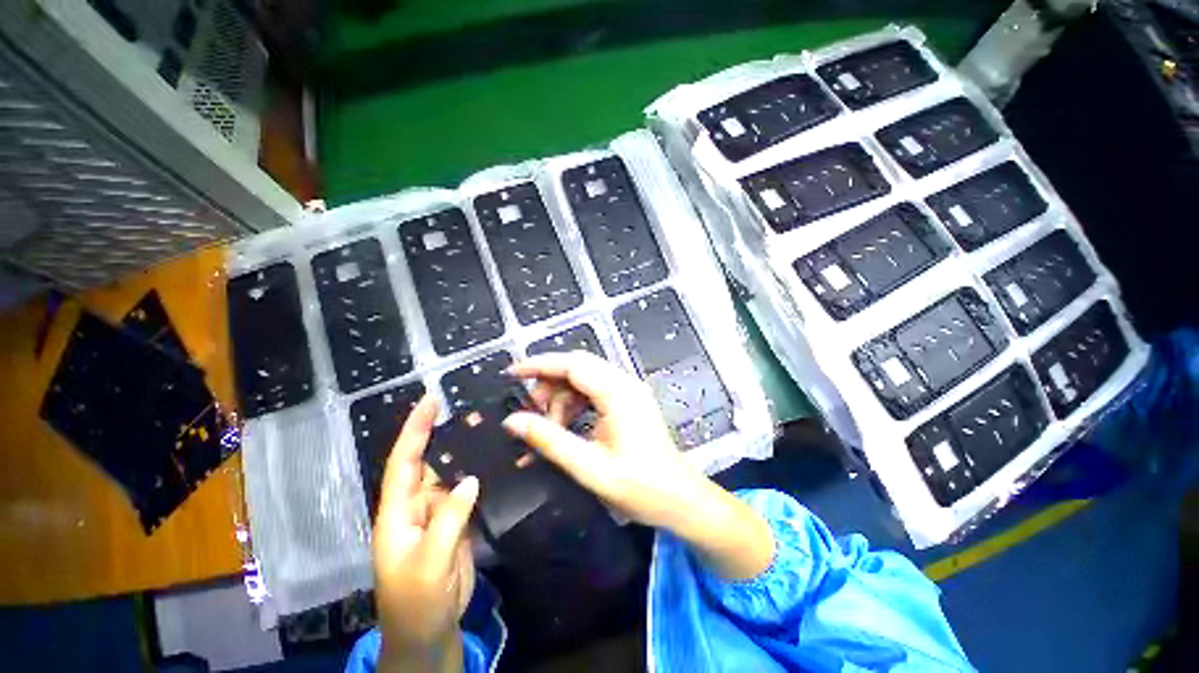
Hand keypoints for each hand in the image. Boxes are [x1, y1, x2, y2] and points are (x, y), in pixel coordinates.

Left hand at [373, 395, 476, 672]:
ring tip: (489, 425)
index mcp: (397, 512)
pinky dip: (480, 472)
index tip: (430, 400)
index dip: (415, 429)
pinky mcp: (457, 520)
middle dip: (444, 430)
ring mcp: (439, 512)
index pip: (404, 461)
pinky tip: (496, 458)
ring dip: (467, 449)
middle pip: (429, 459)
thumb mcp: (428, 565)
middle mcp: (417, 504)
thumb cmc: (416, 603)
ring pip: (452, 472)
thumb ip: (448, 520)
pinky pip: (468, 490)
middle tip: (471, 404)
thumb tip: (471, 479)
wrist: (428, 633)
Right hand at [503, 352, 707, 531]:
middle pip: (578, 367)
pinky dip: (576, 404)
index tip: (512, 373)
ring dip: (562, 398)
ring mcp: (629, 391)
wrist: (679, 499)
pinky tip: (566, 428)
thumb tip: (513, 422)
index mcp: (618, 393)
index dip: (539, 365)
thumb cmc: (639, 486)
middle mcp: (624, 383)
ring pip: (584, 379)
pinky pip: (594, 391)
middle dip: (549, 384)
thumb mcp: (588, 467)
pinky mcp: (629, 401)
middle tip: (531, 412)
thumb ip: (549, 440)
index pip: (572, 364)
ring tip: (550, 428)